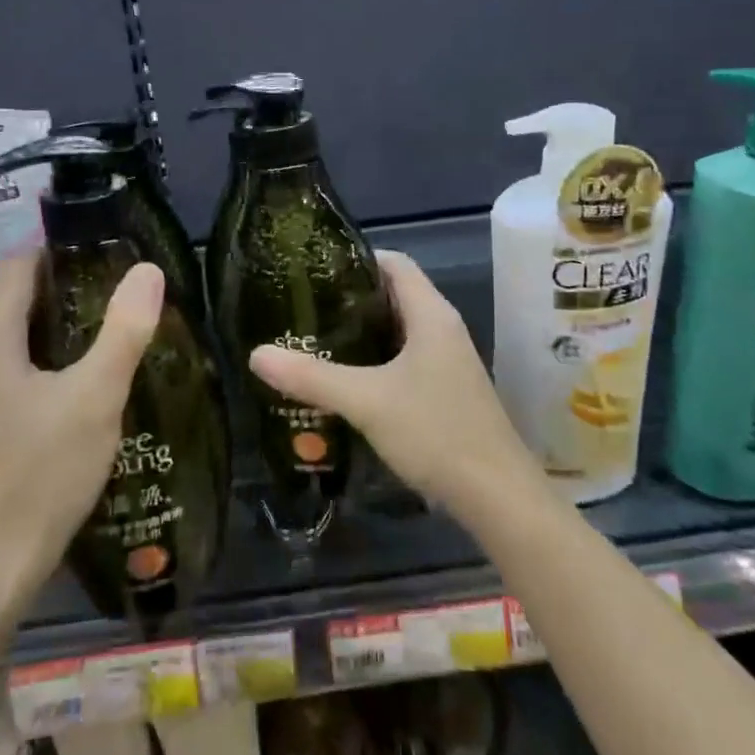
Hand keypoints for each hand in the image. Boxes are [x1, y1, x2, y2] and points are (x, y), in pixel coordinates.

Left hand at [0, 252, 165, 599]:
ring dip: (57, 332)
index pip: (20, 266)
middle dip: (68, 293)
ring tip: (110, 336)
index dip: (64, 252)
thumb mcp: (96, 397)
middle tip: (122, 297)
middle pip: (15, 300)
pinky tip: (79, 387)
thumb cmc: (40, 475)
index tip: (110, 256)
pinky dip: (42, 365)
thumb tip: (148, 270)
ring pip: (12, 339)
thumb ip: (124, 329)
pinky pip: (7, 372)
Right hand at [247, 251, 544, 527]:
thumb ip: (311, 377)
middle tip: (304, 305)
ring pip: (399, 331)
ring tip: (314, 338)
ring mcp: (448, 362)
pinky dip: (375, 361)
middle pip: (394, 295)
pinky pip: (405, 360)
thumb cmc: (435, 432)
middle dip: (350, 297)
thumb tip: (256, 354)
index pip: (395, 263)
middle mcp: (443, 330)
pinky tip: (345, 380)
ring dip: (361, 332)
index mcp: (431, 315)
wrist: (497, 496)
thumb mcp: (366, 401)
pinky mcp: (446, 391)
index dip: (357, 257)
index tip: (314, 269)